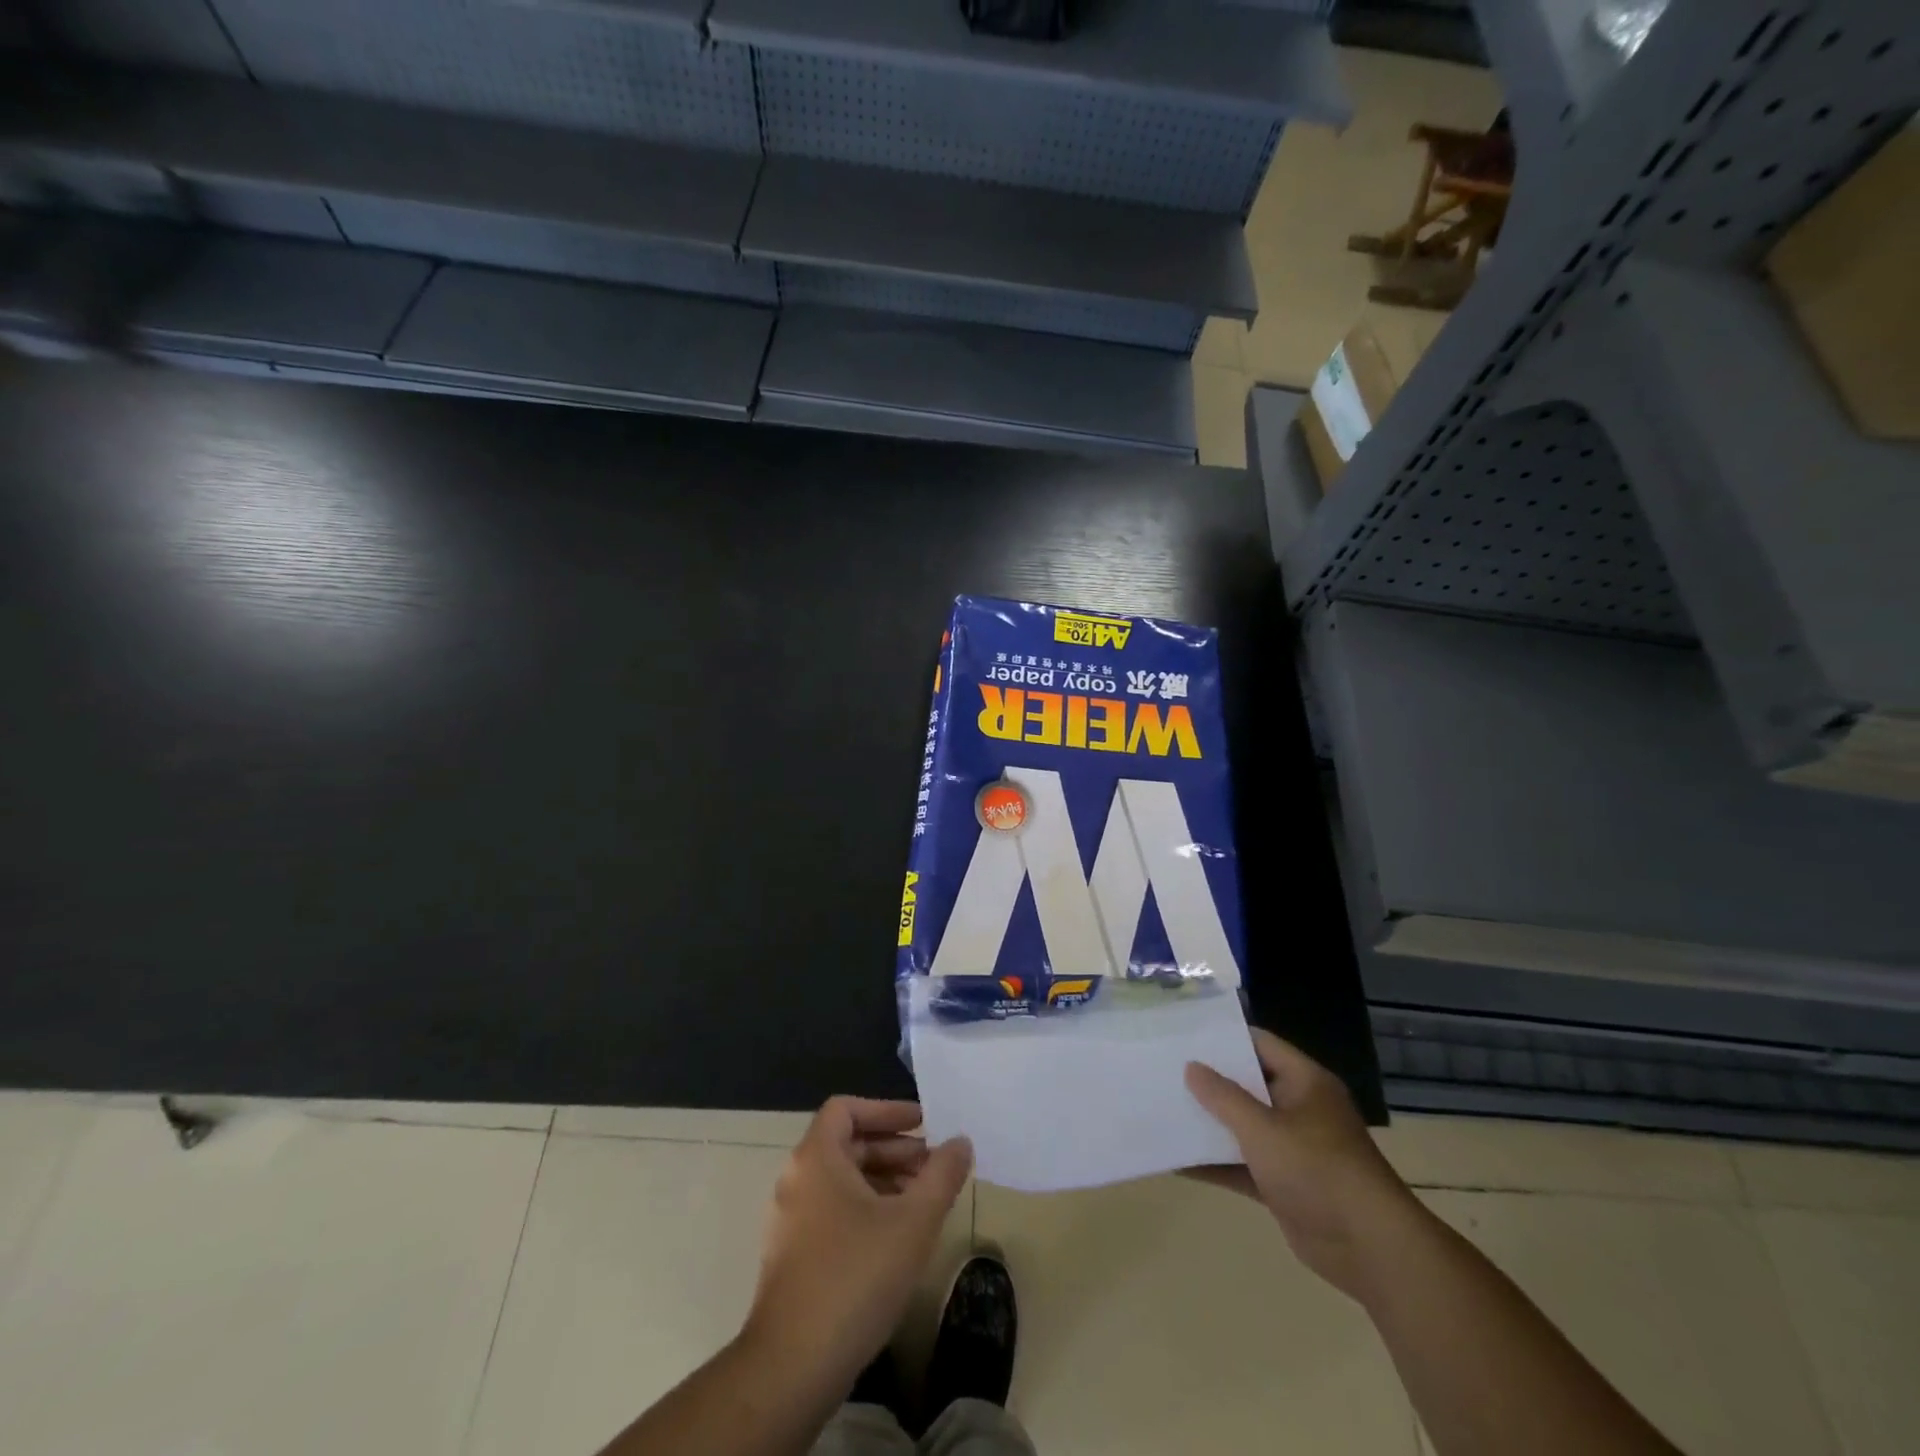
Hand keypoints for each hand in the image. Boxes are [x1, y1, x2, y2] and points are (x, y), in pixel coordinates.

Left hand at [744, 1097, 971, 1392]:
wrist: (793, 1366)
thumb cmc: (855, 1276)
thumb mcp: (913, 1221)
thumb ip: (942, 1175)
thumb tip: (961, 1142)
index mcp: (816, 1158)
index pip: (846, 1108)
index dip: (886, 1109)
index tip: (923, 1124)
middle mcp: (796, 1179)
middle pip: (847, 1143)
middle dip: (894, 1150)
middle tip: (934, 1166)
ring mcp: (790, 1220)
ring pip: (842, 1180)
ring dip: (884, 1180)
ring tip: (924, 1201)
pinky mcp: (792, 1256)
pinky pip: (832, 1210)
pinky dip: (866, 1208)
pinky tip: (897, 1238)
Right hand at [1186, 1028, 1420, 1303]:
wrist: (1370, 1250)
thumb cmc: (1318, 1170)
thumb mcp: (1263, 1128)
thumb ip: (1223, 1097)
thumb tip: (1191, 1067)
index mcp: (1304, 1082)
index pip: (1258, 1043)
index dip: (1222, 1037)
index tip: (1182, 1034)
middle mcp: (1299, 1108)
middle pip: (1247, 1084)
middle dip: (1208, 1081)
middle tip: (1163, 1068)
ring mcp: (1292, 1147)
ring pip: (1242, 1126)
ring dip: (1208, 1123)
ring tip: (1162, 1108)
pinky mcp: (1284, 1184)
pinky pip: (1242, 1165)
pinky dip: (1215, 1163)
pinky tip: (1176, 1161)